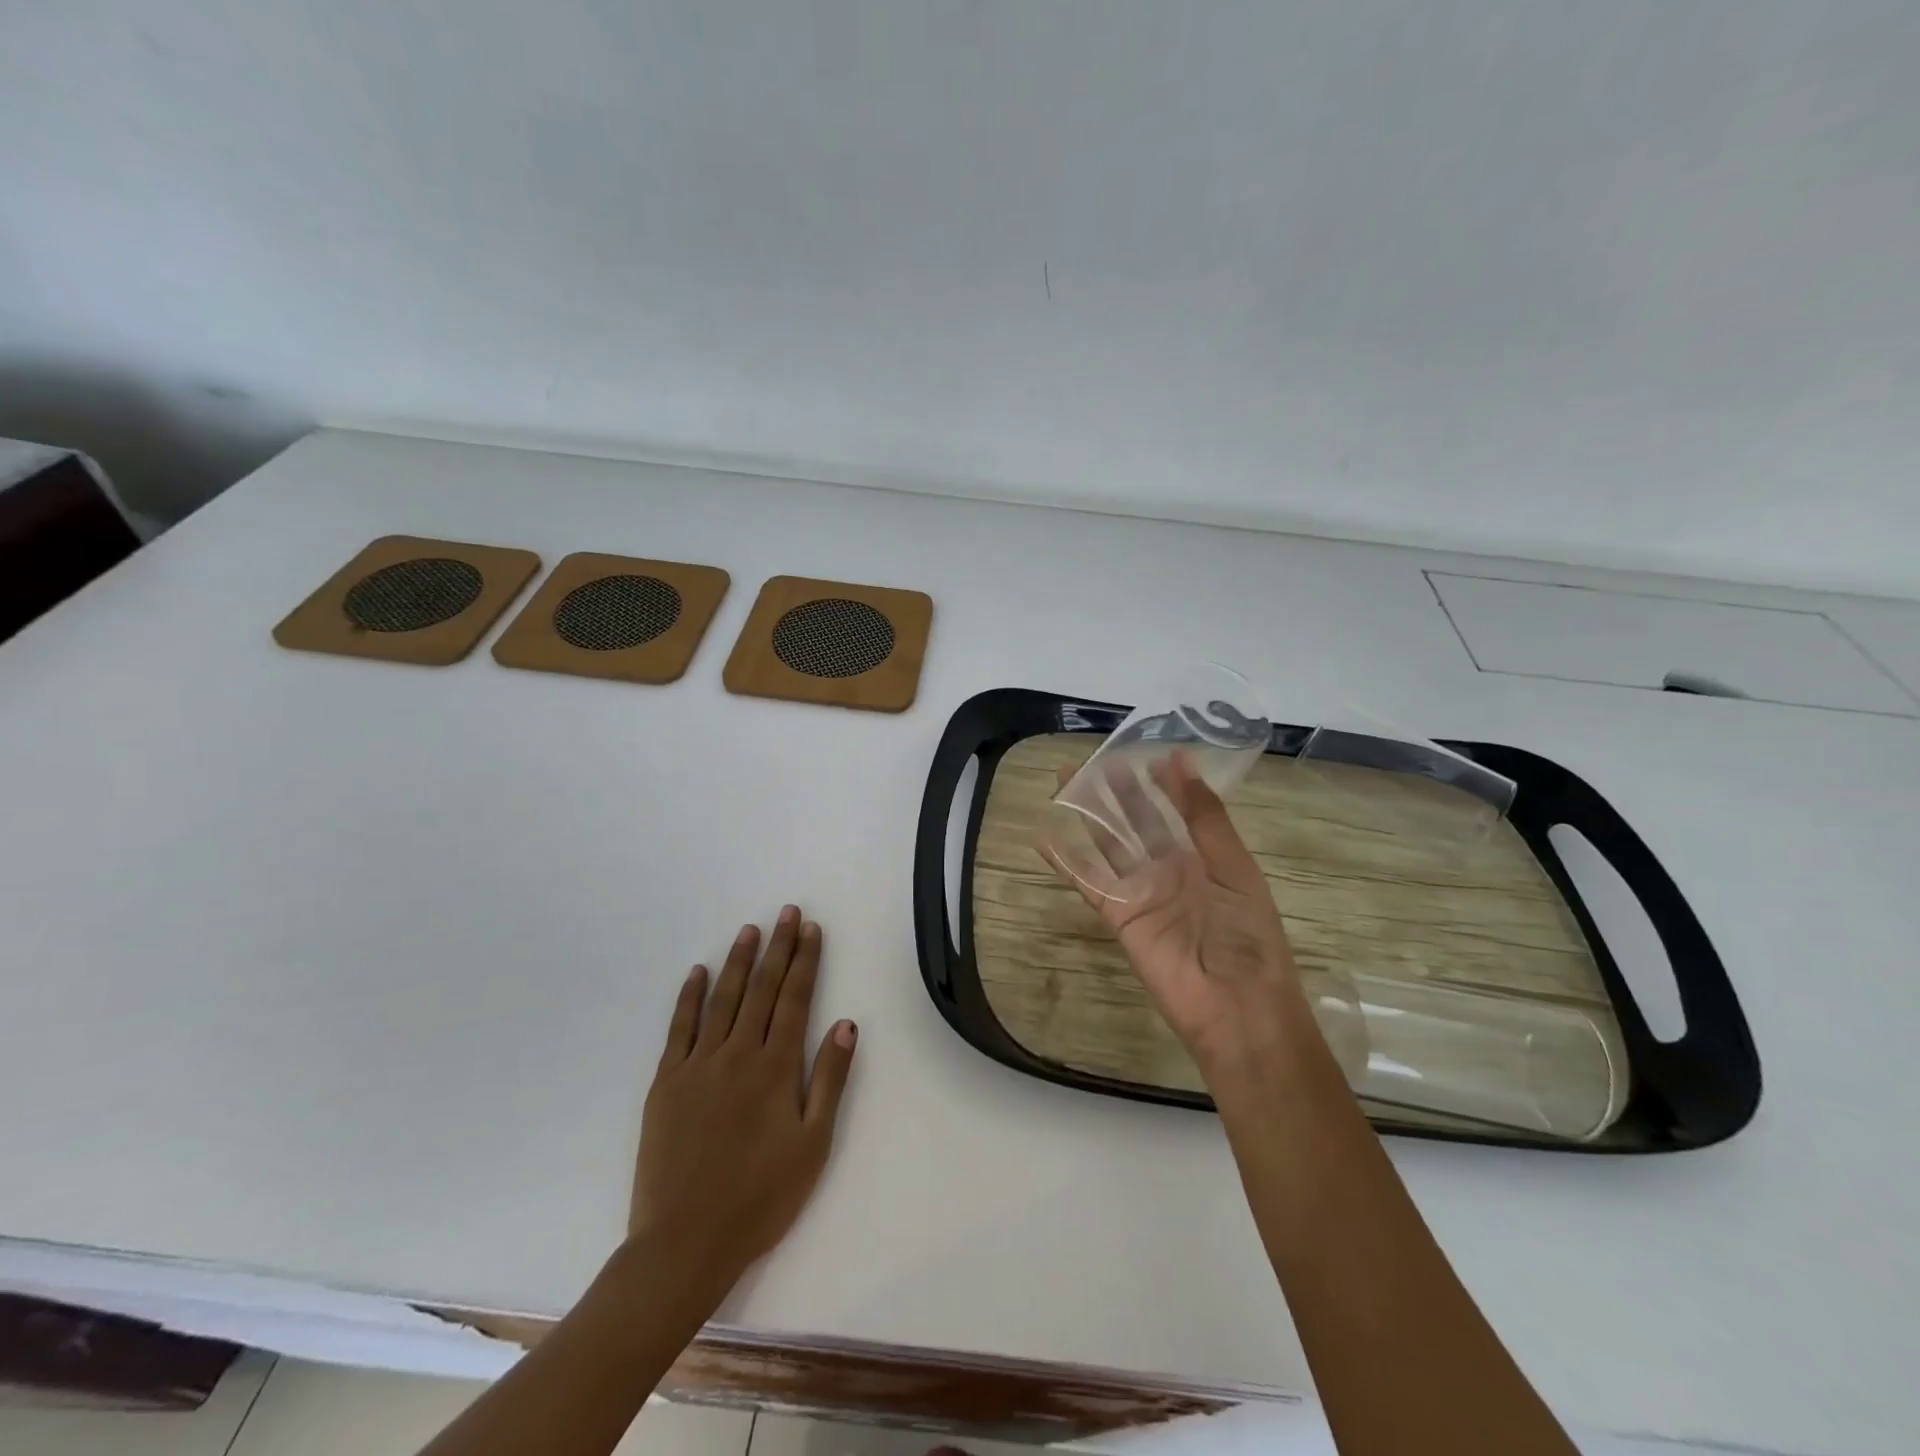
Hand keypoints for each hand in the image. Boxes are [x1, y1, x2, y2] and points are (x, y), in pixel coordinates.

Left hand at [631, 906, 856, 1301]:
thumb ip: (830, 1080)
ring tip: (750, 930)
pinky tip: (697, 972)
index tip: (811, 929)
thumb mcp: (813, 1144)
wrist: (684, 1243)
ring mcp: (698, 1065)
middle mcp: (738, 1053)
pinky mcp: (667, 1082)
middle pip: (762, 989)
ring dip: (739, 961)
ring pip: (723, 999)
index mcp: (776, 1067)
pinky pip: (680, 1028)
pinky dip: (689, 996)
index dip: (806, 960)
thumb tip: (846, 1024)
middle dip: (778, 947)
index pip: (796, 999)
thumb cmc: (760, 1198)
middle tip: (787, 912)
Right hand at [1043, 752, 1312, 1084]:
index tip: (1148, 754)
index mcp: (1204, 857)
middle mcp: (1169, 869)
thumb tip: (1183, 761)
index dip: (1164, 783)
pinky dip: (1065, 860)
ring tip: (1067, 781)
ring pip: (1109, 843)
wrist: (1235, 1004)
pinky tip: (1044, 835)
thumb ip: (1205, 817)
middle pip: (1138, 822)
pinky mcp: (1117, 914)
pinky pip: (1087, 881)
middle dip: (1119, 791)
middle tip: (1097, 760)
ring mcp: (1140, 891)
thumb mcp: (1233, 866)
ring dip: (1089, 814)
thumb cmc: (1246, 933)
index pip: (1178, 810)